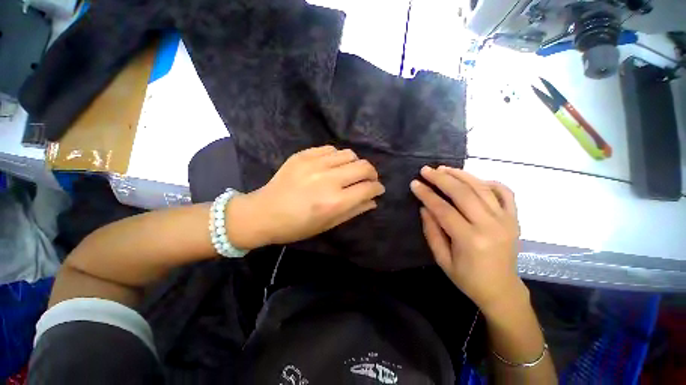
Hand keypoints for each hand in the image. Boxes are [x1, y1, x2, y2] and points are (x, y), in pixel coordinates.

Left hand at [226, 145, 384, 248]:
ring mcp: (314, 164)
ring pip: (349, 154)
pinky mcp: (303, 155)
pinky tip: (333, 165)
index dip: (377, 188)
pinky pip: (331, 149)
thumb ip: (354, 210)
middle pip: (364, 166)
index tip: (377, 189)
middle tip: (368, 179)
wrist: (264, 212)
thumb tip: (373, 200)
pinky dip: (338, 157)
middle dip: (372, 173)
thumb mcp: (328, 224)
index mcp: (334, 202)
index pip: (368, 188)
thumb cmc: (297, 226)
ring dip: (355, 163)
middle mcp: (328, 180)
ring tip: (350, 172)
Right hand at [410, 166, 525, 313]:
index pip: (443, 209)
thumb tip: (425, 207)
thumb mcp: (442, 259)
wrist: (502, 290)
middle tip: (426, 170)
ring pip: (482, 188)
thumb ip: (431, 231)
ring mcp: (505, 220)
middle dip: (441, 178)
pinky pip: (505, 193)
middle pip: (463, 193)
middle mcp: (490, 226)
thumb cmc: (467, 278)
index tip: (414, 183)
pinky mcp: (514, 219)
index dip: (426, 194)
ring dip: (461, 175)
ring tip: (444, 168)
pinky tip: (474, 179)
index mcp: (470, 240)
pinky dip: (489, 182)